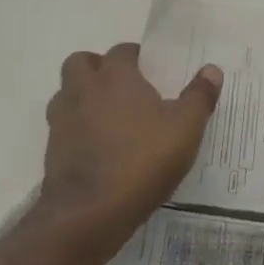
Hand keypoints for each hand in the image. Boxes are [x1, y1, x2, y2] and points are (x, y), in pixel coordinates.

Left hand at [40, 42, 222, 255]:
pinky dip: (77, 131)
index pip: (122, 51)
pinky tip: (98, 150)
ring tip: (109, 119)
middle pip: (82, 63)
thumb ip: (199, 96)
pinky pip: (63, 128)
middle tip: (123, 89)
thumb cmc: (142, 160)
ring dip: (83, 98)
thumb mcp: (185, 128)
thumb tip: (212, 69)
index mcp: (115, 76)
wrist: (89, 213)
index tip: (151, 72)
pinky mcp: (51, 150)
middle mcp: (83, 89)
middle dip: (98, 69)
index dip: (136, 58)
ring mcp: (62, 119)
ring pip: (67, 94)